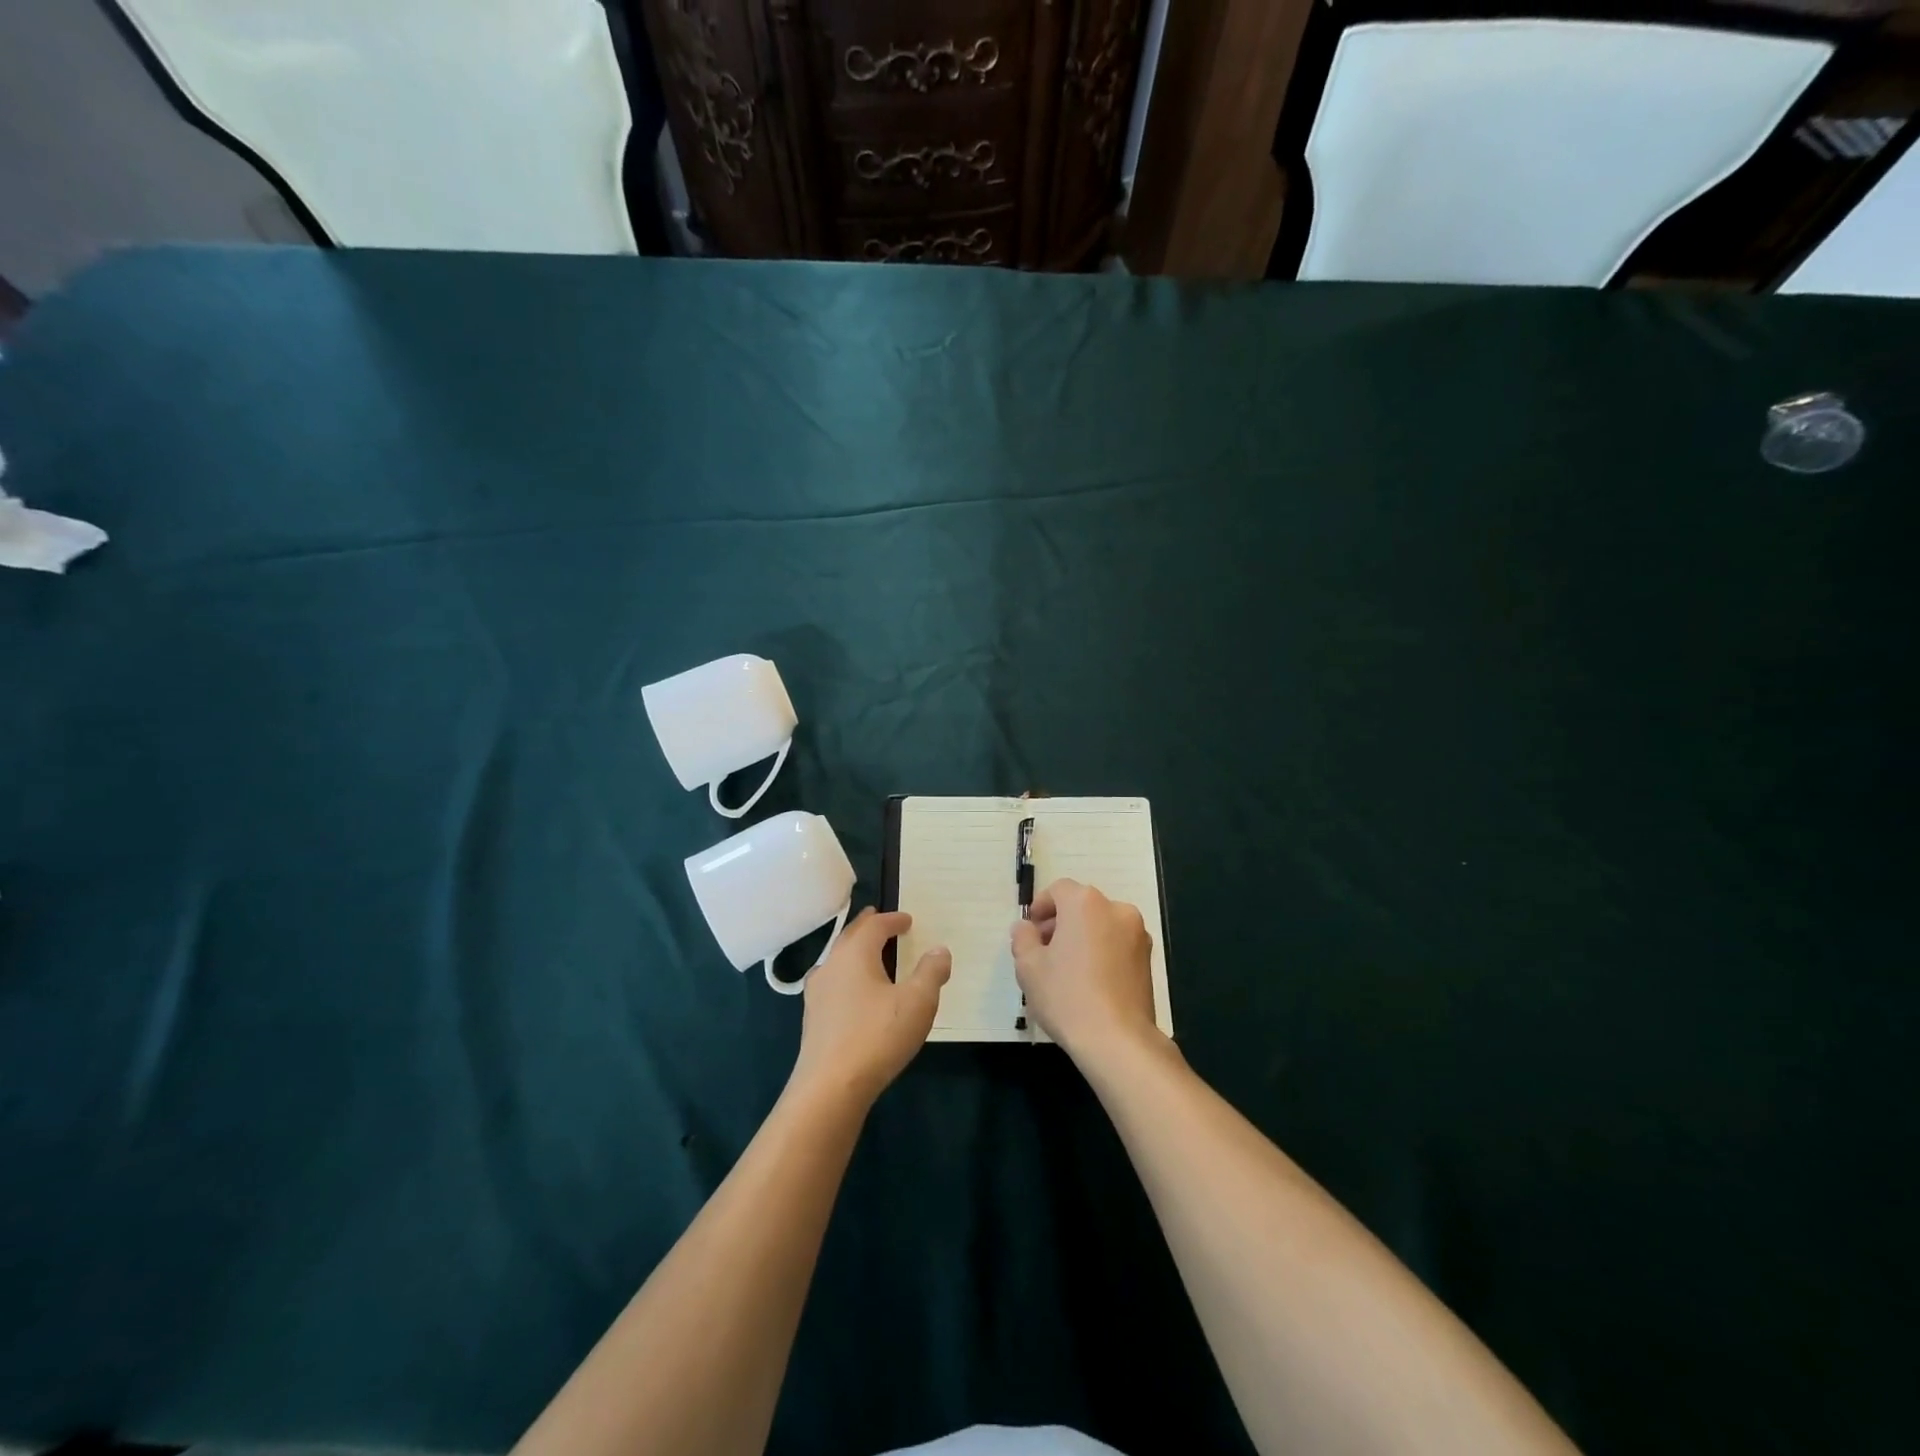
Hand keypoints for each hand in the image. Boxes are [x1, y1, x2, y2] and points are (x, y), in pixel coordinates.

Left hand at [789, 909, 950, 1108]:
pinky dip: (846, 976)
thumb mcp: (918, 1002)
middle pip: (850, 937)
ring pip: (837, 960)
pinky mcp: (812, 1018)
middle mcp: (831, 965)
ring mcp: (816, 993)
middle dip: (868, 927)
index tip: (907, 920)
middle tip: (880, 920)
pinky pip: (832, 983)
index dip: (892, 919)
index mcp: (855, 954)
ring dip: (854, 951)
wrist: (830, 1087)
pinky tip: (853, 993)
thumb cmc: (877, 1036)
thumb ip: (931, 972)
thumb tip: (939, 950)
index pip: (874, 926)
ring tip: (869, 954)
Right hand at [1011, 879, 1160, 1063]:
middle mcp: (1116, 909)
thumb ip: (1023, 938)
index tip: (1031, 932)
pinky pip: (1117, 944)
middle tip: (1044, 952)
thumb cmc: (1067, 996)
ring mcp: (1138, 934)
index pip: (1058, 890)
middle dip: (1061, 923)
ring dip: (1082, 937)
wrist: (1118, 1040)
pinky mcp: (1148, 959)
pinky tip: (1089, 982)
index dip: (1041, 907)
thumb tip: (1025, 928)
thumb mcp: (1029, 967)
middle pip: (1082, 906)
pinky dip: (1102, 952)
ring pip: (1101, 925)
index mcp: (1085, 903)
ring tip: (1067, 970)